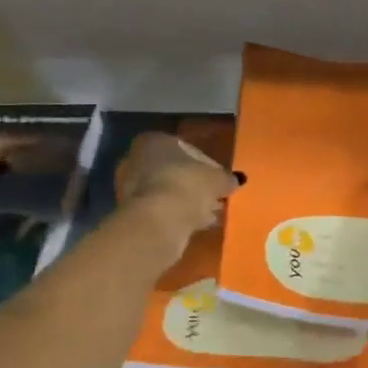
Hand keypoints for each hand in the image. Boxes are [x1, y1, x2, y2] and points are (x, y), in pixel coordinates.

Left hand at [116, 132, 237, 242]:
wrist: (157, 222)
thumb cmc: (186, 186)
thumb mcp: (216, 179)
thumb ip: (226, 178)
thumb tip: (235, 180)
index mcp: (154, 141)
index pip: (187, 149)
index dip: (208, 165)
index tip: (221, 180)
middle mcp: (137, 160)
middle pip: (174, 171)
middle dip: (195, 184)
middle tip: (216, 197)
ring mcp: (132, 188)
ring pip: (168, 192)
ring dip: (188, 202)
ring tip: (211, 215)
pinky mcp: (133, 214)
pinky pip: (163, 211)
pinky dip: (179, 215)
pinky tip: (198, 225)